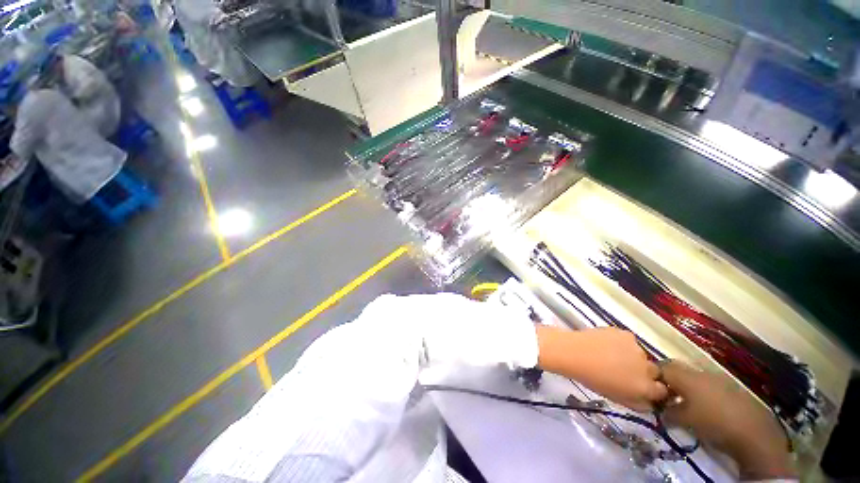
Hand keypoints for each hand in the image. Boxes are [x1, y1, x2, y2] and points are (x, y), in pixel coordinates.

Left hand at [535, 326, 666, 411]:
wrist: (573, 352)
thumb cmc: (591, 379)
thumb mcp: (617, 398)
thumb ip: (638, 403)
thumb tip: (651, 402)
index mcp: (645, 387)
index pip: (662, 391)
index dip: (652, 389)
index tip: (641, 387)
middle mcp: (647, 367)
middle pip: (654, 372)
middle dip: (644, 373)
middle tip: (625, 371)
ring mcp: (637, 348)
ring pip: (641, 355)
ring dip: (633, 357)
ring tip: (612, 355)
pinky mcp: (626, 334)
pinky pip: (630, 342)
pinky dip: (623, 344)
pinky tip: (607, 344)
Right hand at [660, 361, 794, 480]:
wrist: (753, 432)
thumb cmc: (713, 423)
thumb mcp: (684, 421)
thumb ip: (668, 412)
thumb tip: (660, 409)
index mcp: (685, 376)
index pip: (661, 367)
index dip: (652, 376)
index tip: (649, 389)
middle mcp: (699, 372)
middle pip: (677, 369)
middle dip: (668, 380)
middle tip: (664, 396)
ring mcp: (717, 378)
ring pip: (693, 377)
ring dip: (685, 387)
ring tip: (683, 403)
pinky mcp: (730, 387)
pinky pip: (707, 384)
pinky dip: (700, 392)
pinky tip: (703, 407)